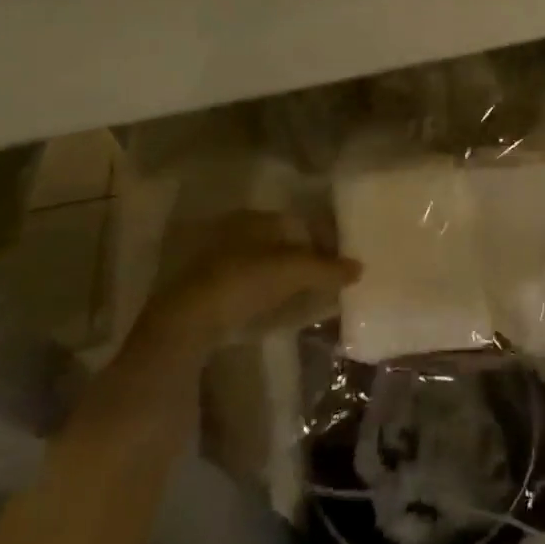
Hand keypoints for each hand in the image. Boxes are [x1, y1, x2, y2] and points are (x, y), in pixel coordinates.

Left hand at [137, 210, 360, 357]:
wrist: (185, 325)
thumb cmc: (242, 282)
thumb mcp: (293, 271)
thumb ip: (327, 268)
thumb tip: (359, 267)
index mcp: (255, 218)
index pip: (298, 222)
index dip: (322, 239)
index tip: (340, 260)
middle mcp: (236, 233)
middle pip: (282, 244)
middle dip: (306, 260)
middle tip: (329, 279)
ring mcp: (219, 264)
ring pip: (266, 268)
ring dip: (288, 281)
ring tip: (311, 298)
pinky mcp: (209, 295)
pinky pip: (251, 290)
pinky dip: (270, 297)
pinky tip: (282, 312)